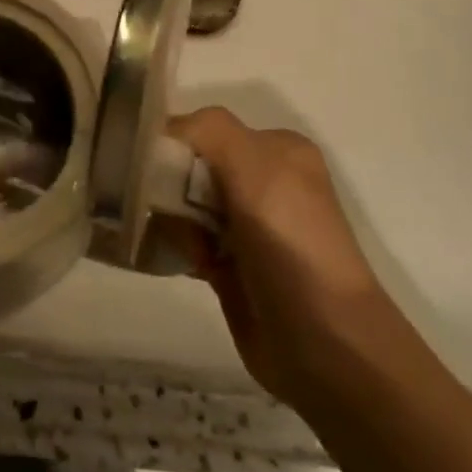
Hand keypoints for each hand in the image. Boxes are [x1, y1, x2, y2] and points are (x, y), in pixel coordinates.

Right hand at [167, 107, 411, 408]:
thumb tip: (161, 130)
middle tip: (166, 212)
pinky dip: (174, 246)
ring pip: (180, 204)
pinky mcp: (230, 263)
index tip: (149, 169)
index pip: (203, 129)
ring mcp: (246, 225)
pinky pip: (184, 239)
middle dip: (168, 186)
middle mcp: (263, 181)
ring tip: (184, 246)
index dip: (172, 145)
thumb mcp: (255, 166)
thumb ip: (208, 129)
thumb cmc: (290, 243)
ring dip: (169, 220)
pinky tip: (181, 260)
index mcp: (276, 150)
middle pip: (188, 166)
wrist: (322, 341)